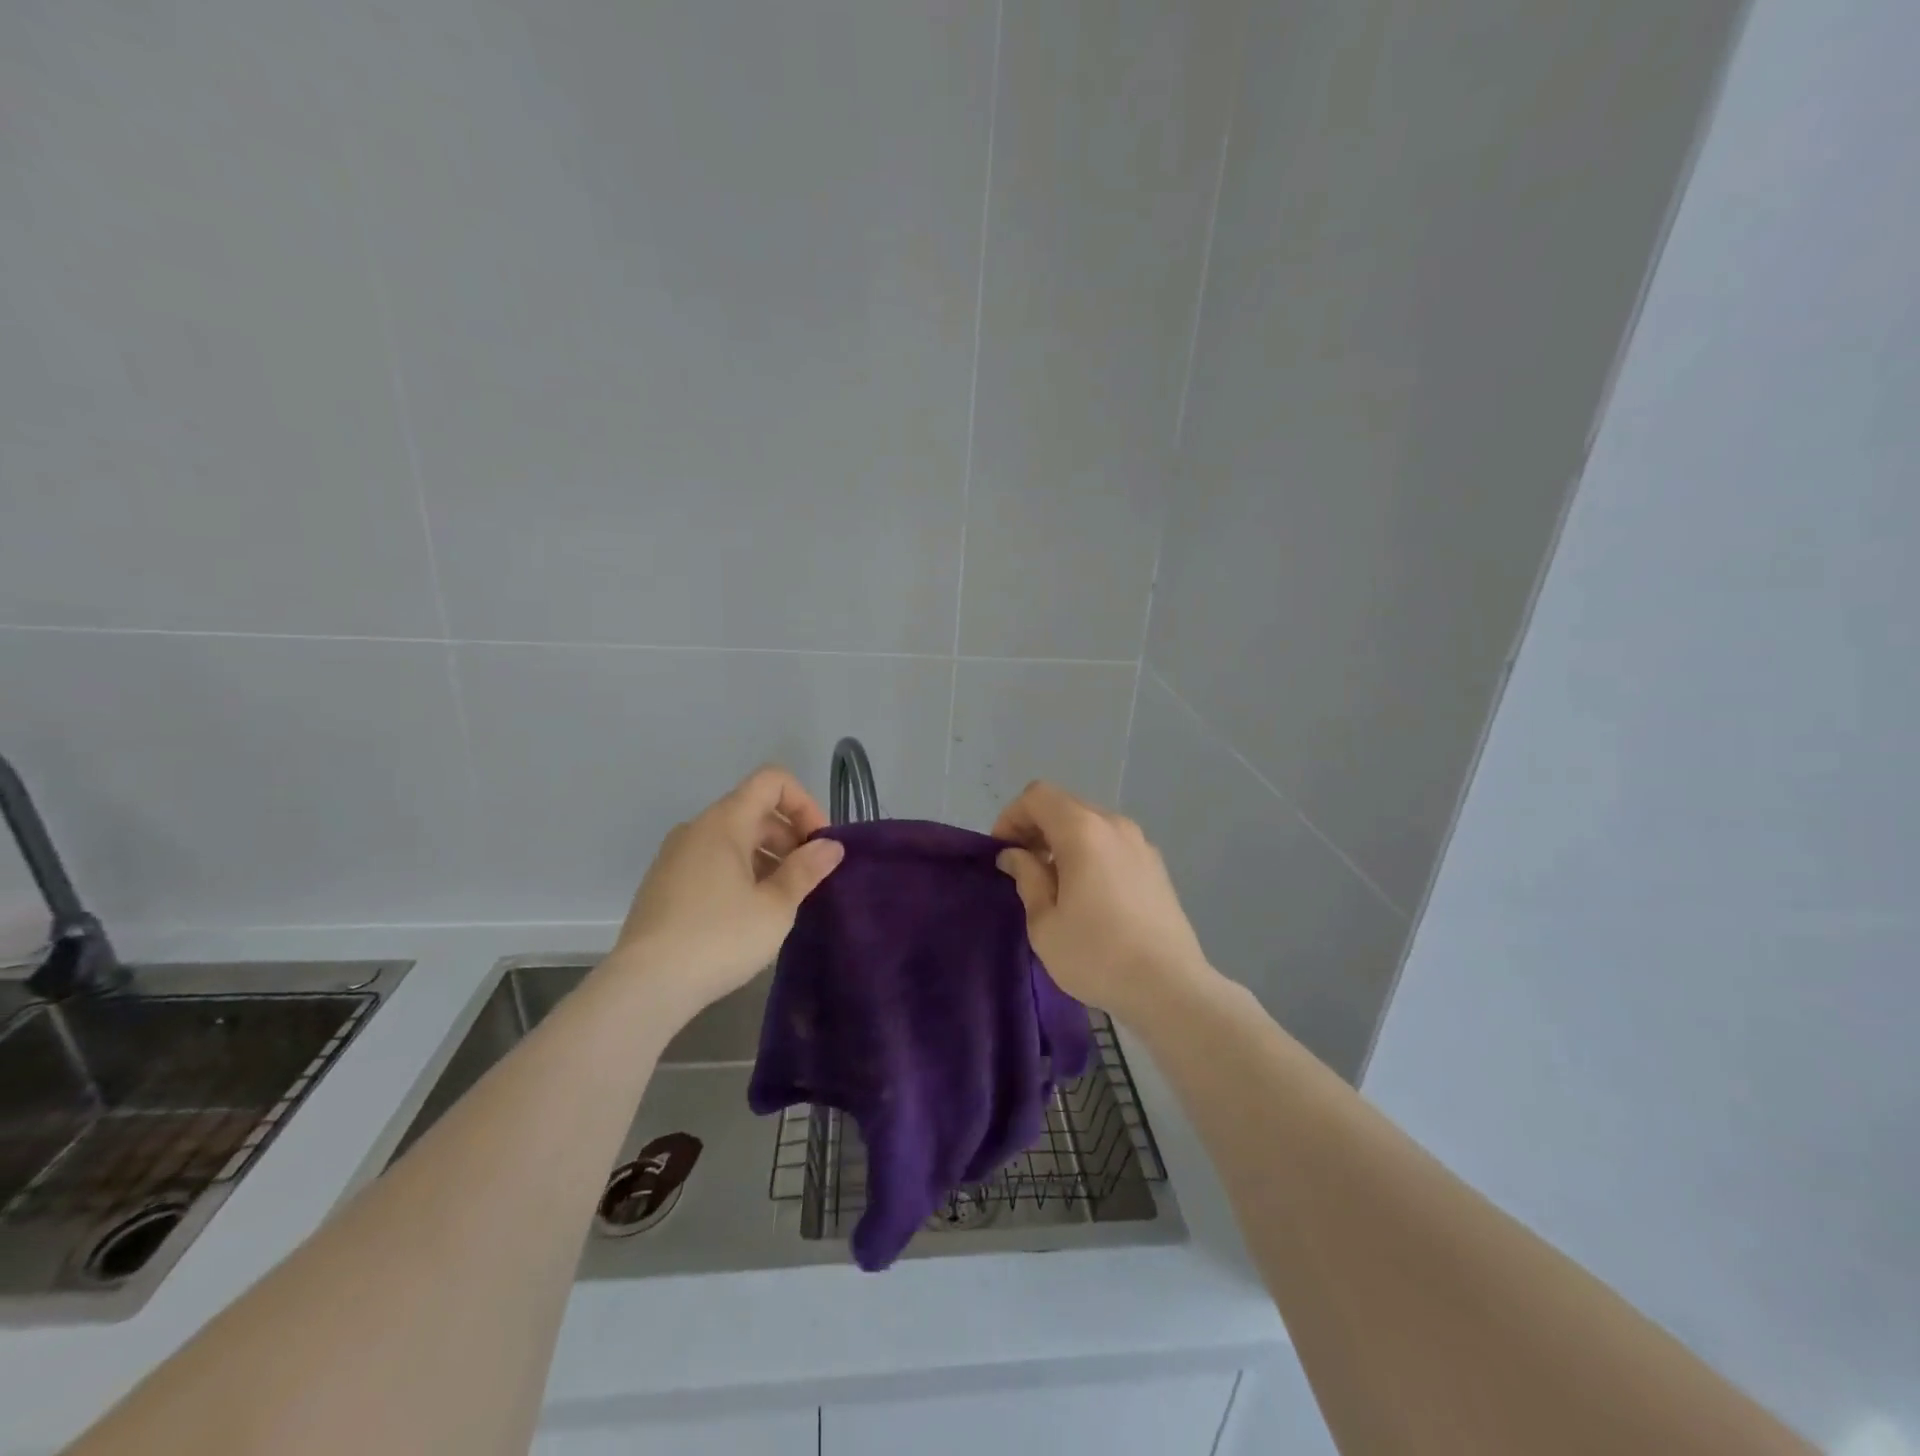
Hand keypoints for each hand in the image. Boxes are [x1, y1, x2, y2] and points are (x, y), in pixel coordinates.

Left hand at [610, 766, 844, 1013]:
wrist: (644, 986)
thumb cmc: (719, 938)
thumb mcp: (775, 906)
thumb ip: (807, 870)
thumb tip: (830, 846)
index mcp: (724, 822)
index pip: (772, 780)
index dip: (804, 803)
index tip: (818, 844)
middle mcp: (697, 828)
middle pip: (754, 809)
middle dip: (790, 836)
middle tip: (808, 879)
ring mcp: (675, 856)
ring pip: (733, 838)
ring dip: (767, 857)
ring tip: (782, 901)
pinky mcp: (664, 884)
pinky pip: (712, 861)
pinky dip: (740, 873)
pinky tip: (748, 915)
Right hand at [993, 781, 1210, 1021]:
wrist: (1170, 988)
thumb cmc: (1097, 955)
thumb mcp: (1045, 922)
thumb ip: (1026, 877)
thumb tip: (1014, 855)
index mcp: (1083, 830)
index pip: (1037, 796)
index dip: (1011, 817)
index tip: (1001, 853)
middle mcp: (1114, 825)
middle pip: (1065, 805)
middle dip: (1035, 827)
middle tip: (1020, 867)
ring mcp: (1140, 843)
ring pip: (1090, 823)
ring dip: (1062, 841)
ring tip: (1052, 882)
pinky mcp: (1156, 865)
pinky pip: (1111, 843)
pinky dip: (1089, 852)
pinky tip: (1087, 893)